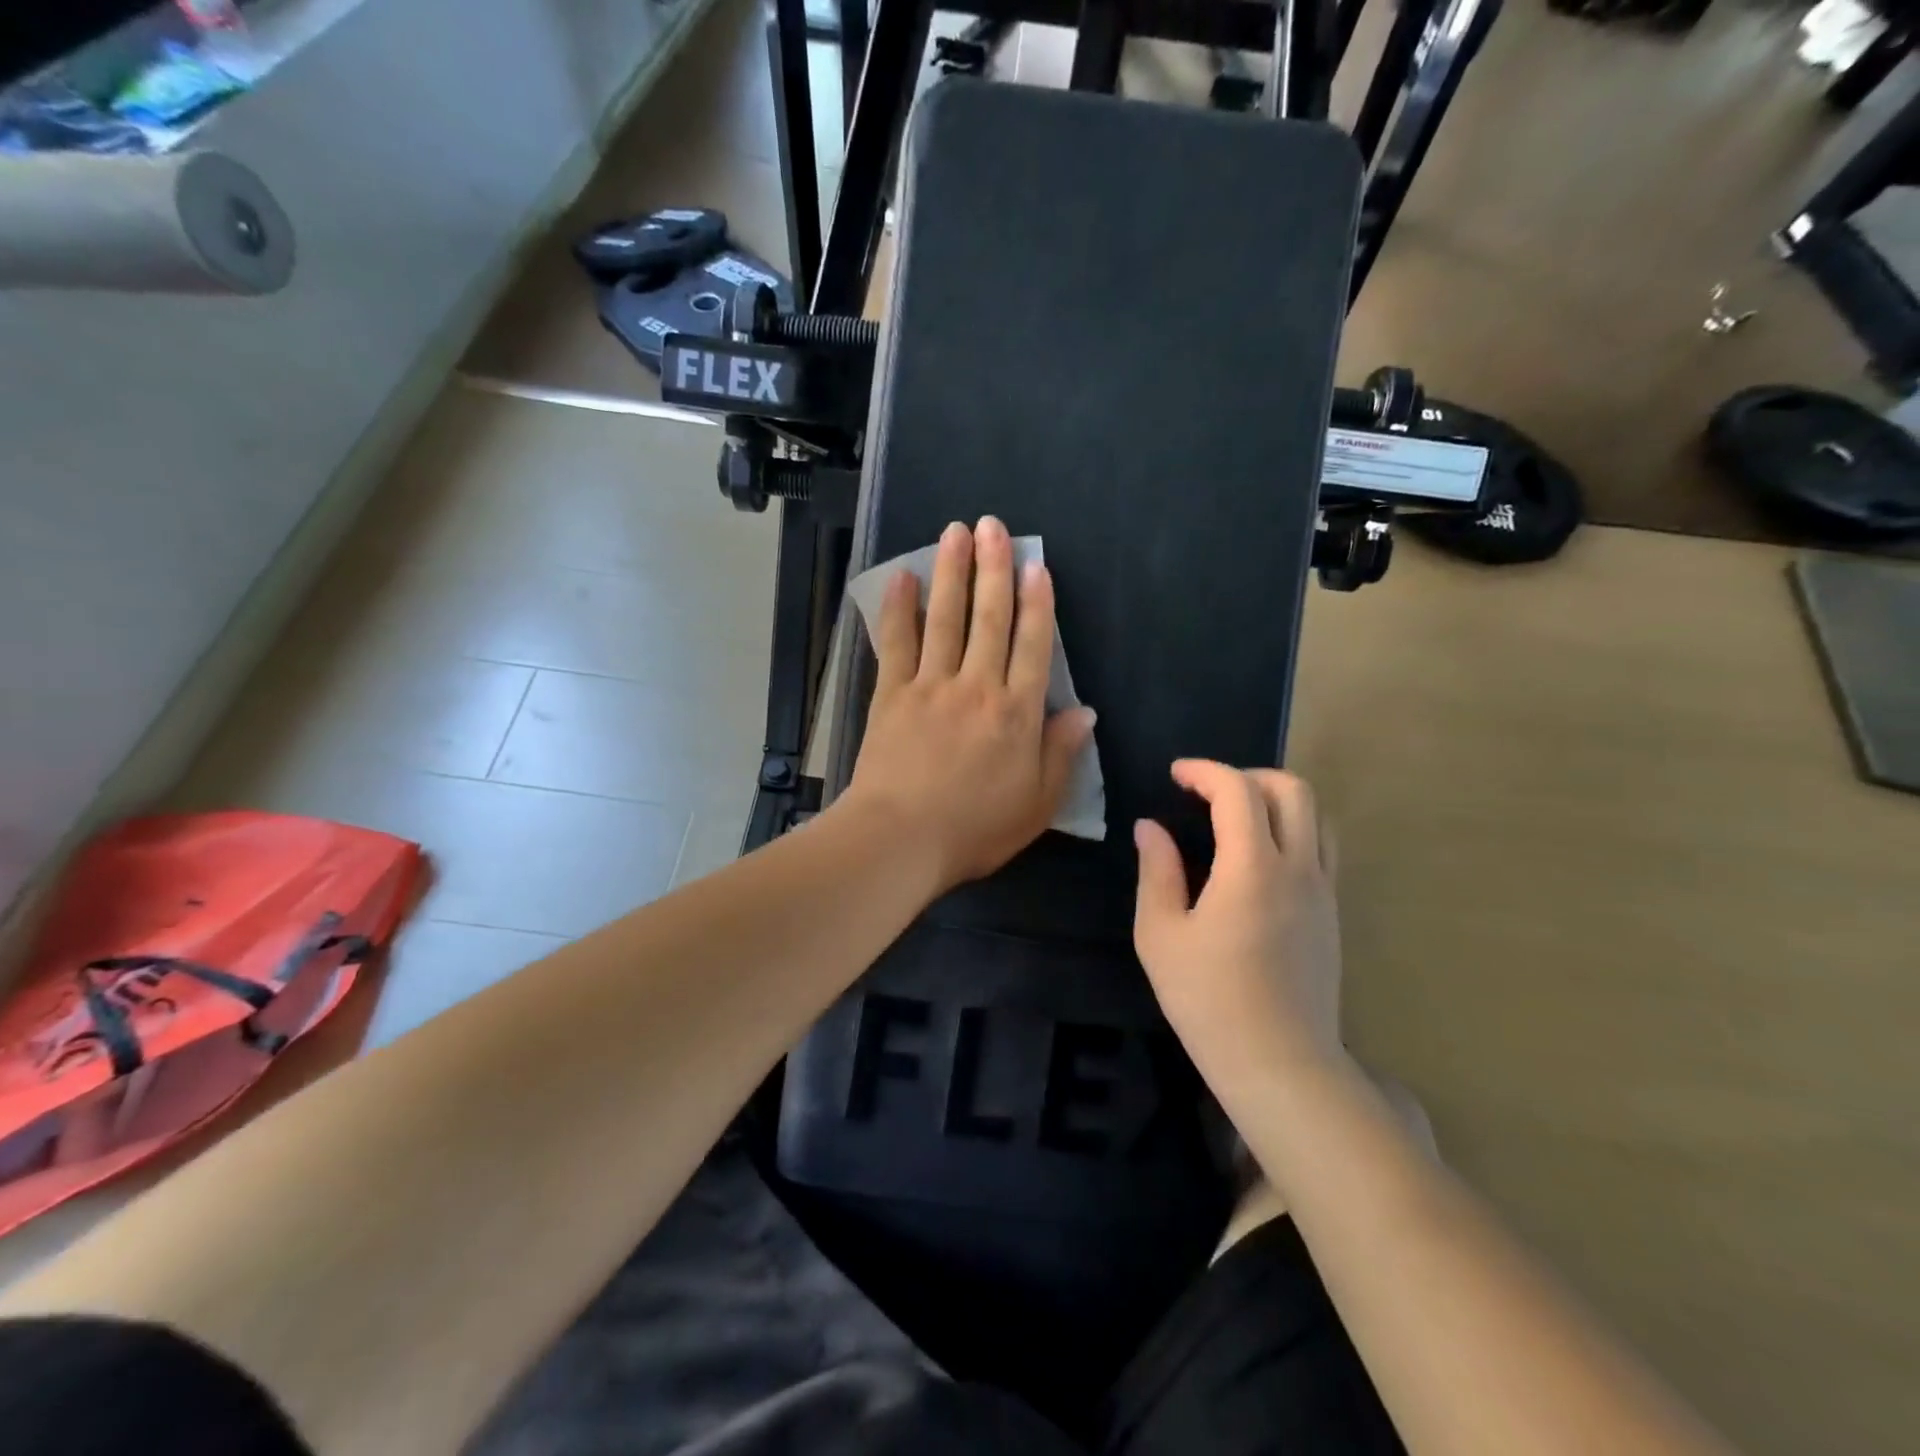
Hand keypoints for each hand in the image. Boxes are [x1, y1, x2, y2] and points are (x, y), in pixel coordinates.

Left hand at [844, 517, 1095, 893]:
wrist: (901, 839)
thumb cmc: (974, 829)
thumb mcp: (1037, 804)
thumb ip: (1061, 754)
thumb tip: (1085, 711)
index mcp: (1017, 714)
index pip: (1033, 646)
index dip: (1037, 603)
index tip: (1035, 565)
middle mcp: (977, 687)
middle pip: (990, 618)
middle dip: (994, 569)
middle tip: (993, 526)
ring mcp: (931, 686)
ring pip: (946, 618)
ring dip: (951, 572)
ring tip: (956, 532)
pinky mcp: (891, 694)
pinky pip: (896, 642)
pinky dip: (898, 608)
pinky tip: (901, 577)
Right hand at [1133, 761, 1346, 1105]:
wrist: (1280, 1064)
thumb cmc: (1208, 999)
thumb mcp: (1160, 934)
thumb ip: (1156, 871)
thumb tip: (1150, 828)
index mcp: (1251, 868)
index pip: (1238, 790)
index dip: (1204, 771)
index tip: (1175, 775)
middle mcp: (1298, 868)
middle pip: (1291, 789)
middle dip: (1246, 775)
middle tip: (1207, 791)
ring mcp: (1323, 891)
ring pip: (1316, 815)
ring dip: (1276, 799)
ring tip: (1236, 817)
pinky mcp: (1333, 914)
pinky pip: (1322, 847)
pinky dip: (1292, 829)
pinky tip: (1259, 858)